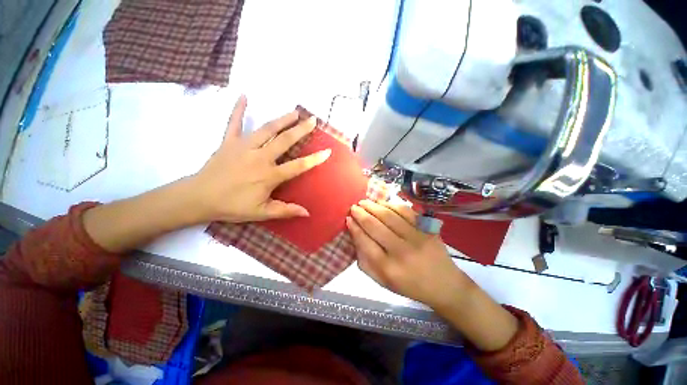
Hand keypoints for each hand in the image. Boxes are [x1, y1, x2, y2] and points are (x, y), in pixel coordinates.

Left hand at [191, 96, 330, 222]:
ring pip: (266, 129)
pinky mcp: (228, 142)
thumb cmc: (232, 206)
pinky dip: (238, 110)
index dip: (314, 159)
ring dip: (282, 119)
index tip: (327, 151)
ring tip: (294, 112)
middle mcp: (260, 157)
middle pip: (284, 141)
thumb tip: (307, 213)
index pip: (298, 166)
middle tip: (313, 120)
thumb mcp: (261, 213)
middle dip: (301, 130)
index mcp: (269, 175)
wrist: (198, 198)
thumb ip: (285, 211)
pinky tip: (243, 96)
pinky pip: (233, 123)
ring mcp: (243, 147)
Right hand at [346, 199, 474, 308]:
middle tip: (354, 207)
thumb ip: (365, 263)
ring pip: (389, 216)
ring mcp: (416, 238)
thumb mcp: (383, 282)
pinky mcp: (427, 229)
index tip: (348, 219)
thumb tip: (354, 238)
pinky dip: (391, 205)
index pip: (365, 242)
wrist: (445, 285)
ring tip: (364, 202)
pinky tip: (383, 203)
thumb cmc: (410, 286)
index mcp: (388, 269)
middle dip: (361, 214)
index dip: (354, 228)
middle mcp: (401, 252)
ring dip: (374, 206)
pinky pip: (406, 212)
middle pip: (375, 226)